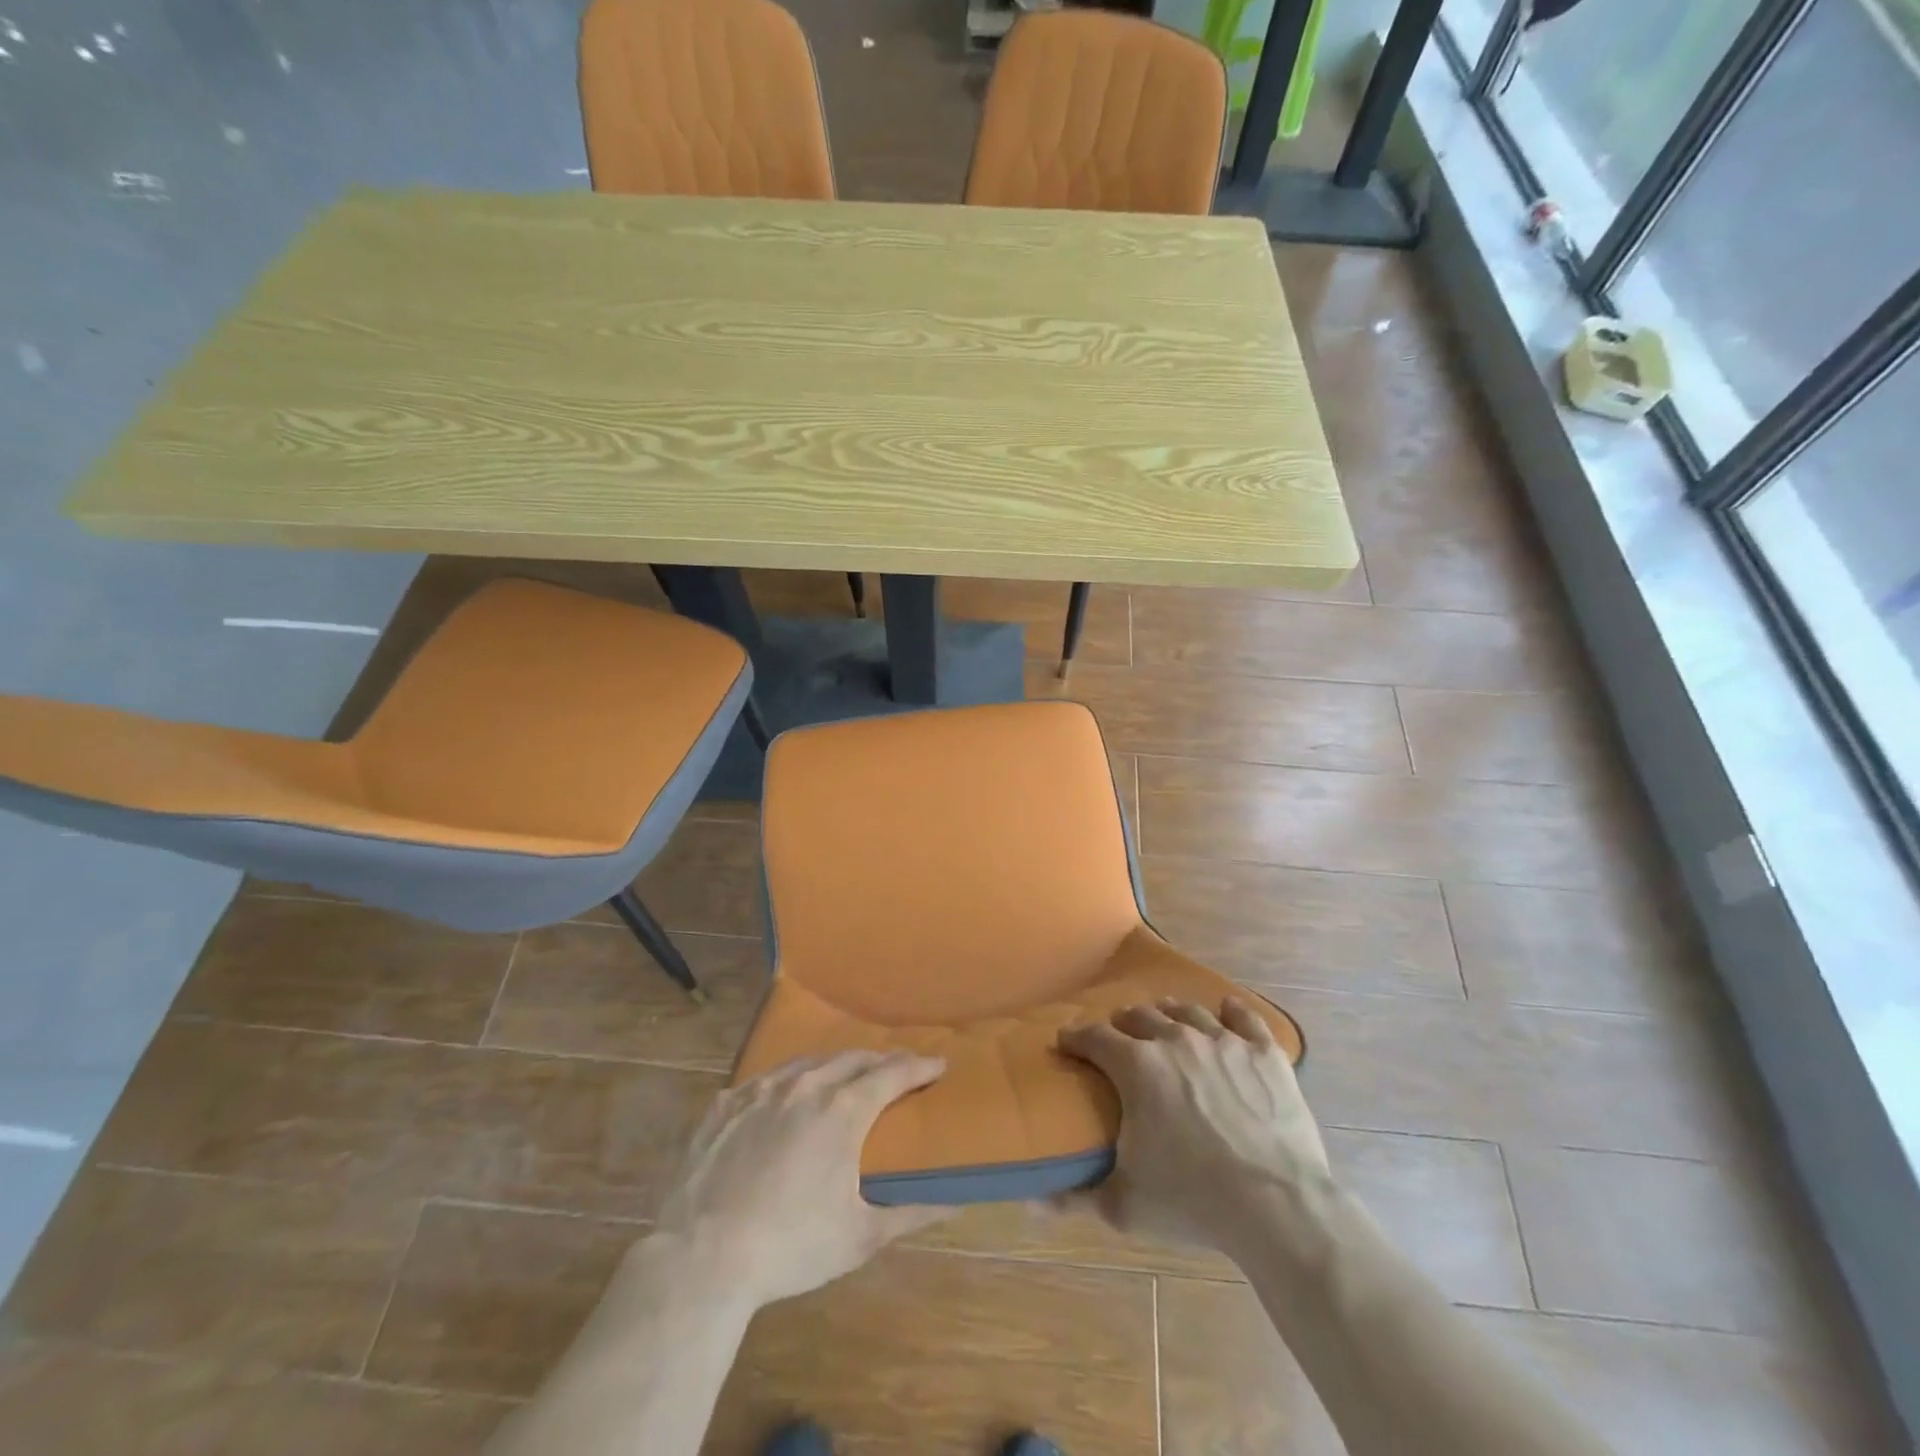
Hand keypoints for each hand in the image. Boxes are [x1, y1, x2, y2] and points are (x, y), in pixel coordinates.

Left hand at [654, 1051, 949, 1308]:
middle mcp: (806, 1085)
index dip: (920, 1066)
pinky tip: (783, 1098)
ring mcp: (762, 1090)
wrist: (701, 1257)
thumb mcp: (860, 1237)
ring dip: (834, 1065)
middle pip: (853, 1058)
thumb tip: (956, 1202)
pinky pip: (766, 1079)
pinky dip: (787, 1082)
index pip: (893, 1073)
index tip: (939, 1064)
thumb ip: (911, 1213)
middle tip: (896, 1071)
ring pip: (808, 1061)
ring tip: (844, 1076)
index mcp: (843, 1109)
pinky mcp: (726, 1104)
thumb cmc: (791, 1246)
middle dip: (880, 1060)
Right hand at [1057, 997, 1330, 1255]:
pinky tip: (1228, 1010)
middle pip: (1141, 1016)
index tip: (1066, 1042)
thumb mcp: (1124, 1205)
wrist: (1278, 1207)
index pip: (1094, 1038)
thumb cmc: (1193, 1201)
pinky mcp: (1264, 1053)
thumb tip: (1035, 1201)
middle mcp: (1176, 1040)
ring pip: (1187, 1011)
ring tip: (1165, 1018)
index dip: (1075, 1037)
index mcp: (1137, 1067)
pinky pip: (1245, 1018)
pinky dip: (1233, 1012)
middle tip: (1119, 1037)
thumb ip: (1077, 1197)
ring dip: (1170, 1013)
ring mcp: (1223, 1041)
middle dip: (1123, 1024)